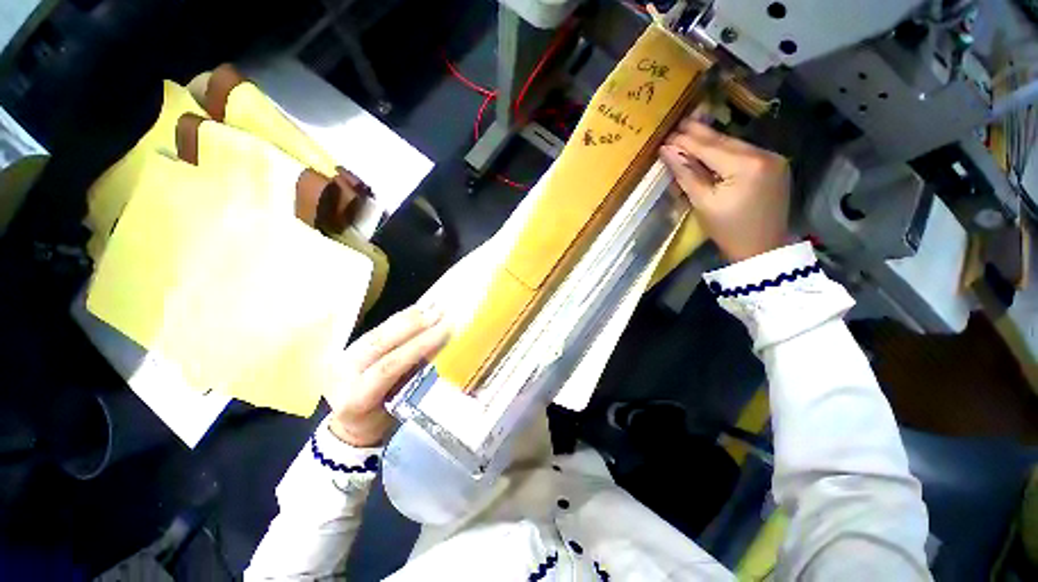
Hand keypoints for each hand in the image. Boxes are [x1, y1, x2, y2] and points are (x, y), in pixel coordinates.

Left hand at [325, 304, 449, 446]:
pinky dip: (400, 318)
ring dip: (409, 318)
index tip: (445, 331)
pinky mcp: (349, 347)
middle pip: (380, 343)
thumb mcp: (399, 411)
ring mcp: (343, 357)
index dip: (418, 346)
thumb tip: (441, 355)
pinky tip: (418, 309)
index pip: (389, 366)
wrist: (350, 424)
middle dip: (414, 326)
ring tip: (433, 307)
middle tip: (441, 313)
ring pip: (378, 331)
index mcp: (356, 398)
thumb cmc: (381, 423)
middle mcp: (343, 374)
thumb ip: (415, 383)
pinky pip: (377, 328)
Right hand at [660, 119, 790, 261]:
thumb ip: (686, 173)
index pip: (709, 147)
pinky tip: (712, 148)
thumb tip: (667, 151)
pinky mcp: (775, 165)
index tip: (666, 135)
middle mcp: (764, 154)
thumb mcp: (702, 202)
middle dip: (699, 134)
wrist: (761, 248)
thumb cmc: (727, 230)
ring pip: (735, 145)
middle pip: (724, 141)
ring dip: (712, 141)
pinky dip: (726, 151)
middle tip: (678, 125)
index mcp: (746, 165)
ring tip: (690, 133)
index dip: (685, 140)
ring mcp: (774, 158)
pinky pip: (745, 152)